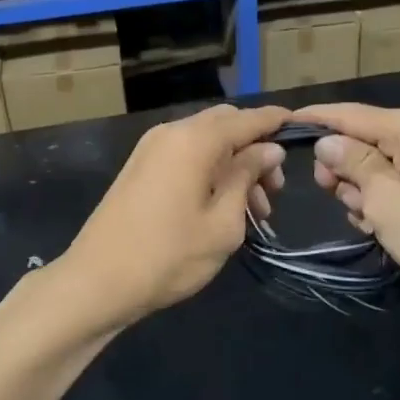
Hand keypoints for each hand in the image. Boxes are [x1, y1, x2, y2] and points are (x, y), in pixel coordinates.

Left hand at [57, 104, 289, 325]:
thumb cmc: (168, 255)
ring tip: (255, 211)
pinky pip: (186, 154)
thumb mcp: (223, 222)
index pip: (247, 118)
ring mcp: (152, 148)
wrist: (97, 281)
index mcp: (194, 140)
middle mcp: (172, 132)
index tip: (303, 127)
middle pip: (225, 124)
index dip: (276, 121)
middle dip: (255, 149)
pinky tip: (224, 205)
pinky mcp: (141, 166)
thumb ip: (248, 176)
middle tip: (274, 190)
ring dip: (234, 164)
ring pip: (206, 141)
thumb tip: (268, 148)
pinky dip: (210, 169)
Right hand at [299, 103, 399, 304]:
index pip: (350, 114)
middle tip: (335, 199)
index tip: (282, 123)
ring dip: (366, 191)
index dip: (315, 119)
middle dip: (344, 169)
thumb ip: (352, 165)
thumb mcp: (387, 201)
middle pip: (366, 139)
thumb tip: (327, 141)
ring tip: (370, 223)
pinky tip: (386, 228)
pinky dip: (388, 200)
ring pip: (382, 164)